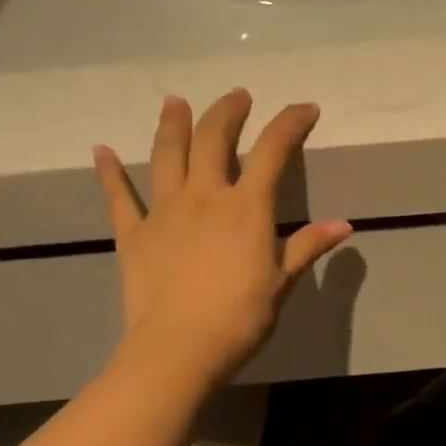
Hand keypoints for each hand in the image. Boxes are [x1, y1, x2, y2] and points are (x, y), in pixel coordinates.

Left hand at [94, 89, 352, 383]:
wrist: (179, 348)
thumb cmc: (240, 317)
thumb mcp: (282, 282)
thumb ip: (308, 246)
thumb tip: (343, 225)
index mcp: (246, 208)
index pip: (273, 152)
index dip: (290, 124)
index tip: (305, 108)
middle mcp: (204, 197)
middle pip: (214, 140)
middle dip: (228, 112)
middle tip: (237, 96)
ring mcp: (164, 212)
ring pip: (167, 156)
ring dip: (172, 125)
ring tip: (175, 102)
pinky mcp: (133, 234)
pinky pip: (119, 197)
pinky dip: (110, 173)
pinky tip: (101, 150)